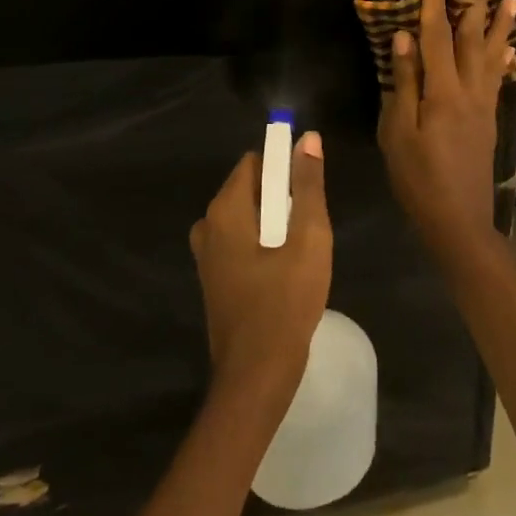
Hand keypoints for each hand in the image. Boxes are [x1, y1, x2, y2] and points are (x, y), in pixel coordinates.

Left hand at [189, 133, 331, 405]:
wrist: (256, 378)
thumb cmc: (285, 304)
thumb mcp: (308, 239)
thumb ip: (308, 186)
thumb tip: (306, 138)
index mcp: (225, 209)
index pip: (256, 162)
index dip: (285, 168)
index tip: (308, 193)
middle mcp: (208, 224)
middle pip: (251, 189)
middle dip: (282, 199)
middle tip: (308, 230)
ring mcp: (207, 254)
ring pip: (248, 217)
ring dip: (275, 225)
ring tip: (300, 252)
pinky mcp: (213, 278)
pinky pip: (241, 241)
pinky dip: (263, 245)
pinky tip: (285, 272)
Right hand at [378, 0, 515, 262]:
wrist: (458, 220)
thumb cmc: (418, 178)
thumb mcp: (397, 132)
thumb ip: (403, 83)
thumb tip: (404, 37)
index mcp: (442, 91)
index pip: (436, 33)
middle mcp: (468, 89)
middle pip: (473, 35)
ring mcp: (483, 102)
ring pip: (492, 52)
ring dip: (500, 21)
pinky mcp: (489, 116)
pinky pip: (498, 76)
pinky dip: (504, 55)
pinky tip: (510, 45)